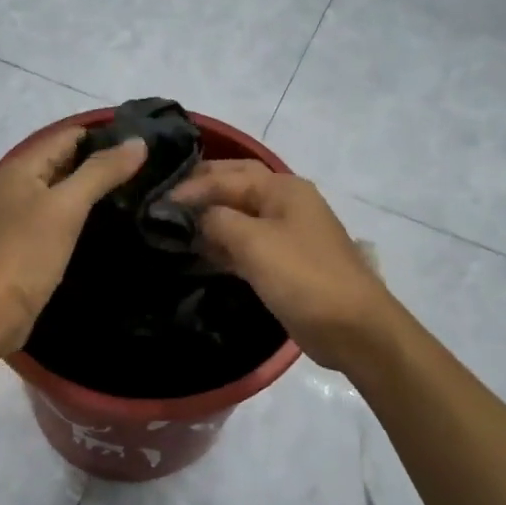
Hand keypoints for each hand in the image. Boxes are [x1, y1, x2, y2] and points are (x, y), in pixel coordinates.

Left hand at [0, 127, 146, 357]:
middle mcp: (19, 187)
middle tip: (152, 170)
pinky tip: (113, 226)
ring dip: (96, 193)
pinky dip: (84, 219)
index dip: (105, 136)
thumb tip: (138, 142)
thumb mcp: (67, 207)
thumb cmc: (26, 253)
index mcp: (22, 168)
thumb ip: (101, 172)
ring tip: (142, 194)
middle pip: (67, 164)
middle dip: (104, 164)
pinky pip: (62, 222)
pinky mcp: (30, 247)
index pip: (69, 136)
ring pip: (66, 194)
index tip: (147, 143)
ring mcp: (22, 218)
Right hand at [169, 161, 396, 370]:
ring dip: (207, 221)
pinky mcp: (281, 263)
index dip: (189, 187)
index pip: (225, 176)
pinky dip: (219, 245)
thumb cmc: (303, 278)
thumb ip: (217, 220)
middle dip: (199, 193)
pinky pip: (244, 245)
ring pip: (237, 217)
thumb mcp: (254, 243)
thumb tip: (191, 214)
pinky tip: (194, 253)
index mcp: (282, 188)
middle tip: (161, 205)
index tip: (153, 203)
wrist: (352, 327)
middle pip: (233, 187)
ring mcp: (284, 234)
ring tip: (169, 229)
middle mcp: (283, 203)